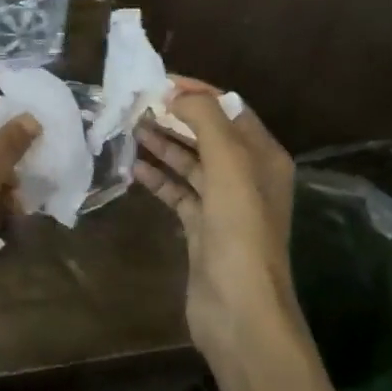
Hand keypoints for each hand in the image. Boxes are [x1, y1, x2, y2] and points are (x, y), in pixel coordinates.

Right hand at [134, 79, 300, 361]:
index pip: (229, 108)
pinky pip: (178, 192)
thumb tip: (178, 94)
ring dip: (163, 144)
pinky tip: (133, 168)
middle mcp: (247, 176)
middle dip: (175, 116)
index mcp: (263, 156)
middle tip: (135, 104)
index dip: (196, 91)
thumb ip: (205, 120)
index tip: (158, 81)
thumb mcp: (228, 164)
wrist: (239, 309)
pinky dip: (158, 178)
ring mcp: (224, 204)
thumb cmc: (239, 231)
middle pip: (207, 134)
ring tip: (129, 128)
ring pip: (190, 162)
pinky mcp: (201, 228)